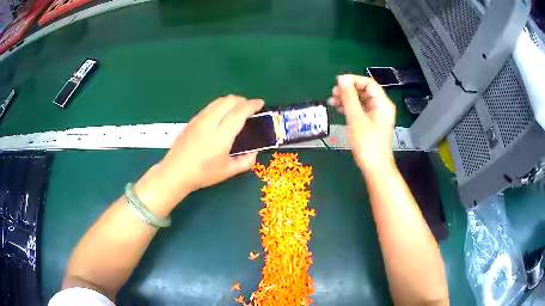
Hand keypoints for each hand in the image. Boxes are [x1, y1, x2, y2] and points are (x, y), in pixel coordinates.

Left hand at [161, 95, 263, 191]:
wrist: (175, 172)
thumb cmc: (202, 174)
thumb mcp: (228, 171)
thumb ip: (246, 161)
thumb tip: (254, 151)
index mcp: (221, 136)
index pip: (239, 112)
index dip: (252, 105)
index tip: (260, 103)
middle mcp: (210, 122)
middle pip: (229, 100)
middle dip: (243, 100)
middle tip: (250, 109)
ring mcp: (199, 119)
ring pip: (218, 101)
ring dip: (231, 101)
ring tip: (237, 110)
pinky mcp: (192, 120)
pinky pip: (210, 106)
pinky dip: (221, 105)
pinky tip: (221, 116)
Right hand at [328, 75, 395, 171]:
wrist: (375, 167)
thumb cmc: (367, 143)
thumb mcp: (356, 118)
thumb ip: (349, 97)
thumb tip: (342, 78)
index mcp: (382, 103)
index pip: (368, 83)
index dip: (352, 80)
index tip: (337, 82)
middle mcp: (381, 106)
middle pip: (364, 91)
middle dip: (348, 90)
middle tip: (333, 93)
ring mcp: (377, 115)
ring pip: (361, 100)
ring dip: (347, 99)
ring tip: (332, 101)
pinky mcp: (372, 123)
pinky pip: (361, 110)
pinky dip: (350, 108)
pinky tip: (338, 109)